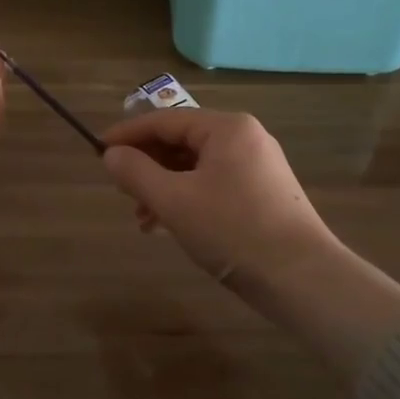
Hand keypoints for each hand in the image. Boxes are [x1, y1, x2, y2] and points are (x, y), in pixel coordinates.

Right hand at [99, 110, 338, 295]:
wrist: (302, 278)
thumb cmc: (233, 230)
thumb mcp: (174, 201)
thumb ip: (136, 173)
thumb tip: (111, 155)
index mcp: (227, 128)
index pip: (166, 120)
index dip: (128, 134)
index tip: (98, 150)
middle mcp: (245, 138)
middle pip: (182, 141)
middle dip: (147, 164)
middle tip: (120, 187)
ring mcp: (258, 167)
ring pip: (196, 167)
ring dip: (164, 186)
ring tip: (140, 217)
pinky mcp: (264, 194)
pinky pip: (214, 184)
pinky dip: (187, 198)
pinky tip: (168, 226)